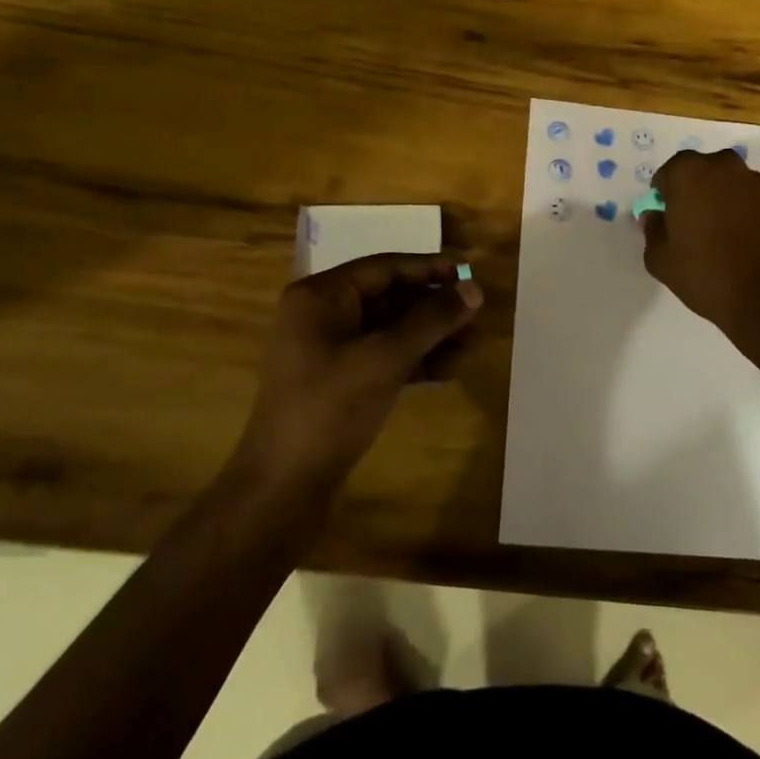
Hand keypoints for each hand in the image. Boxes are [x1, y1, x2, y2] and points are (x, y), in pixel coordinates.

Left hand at [239, 253, 482, 491]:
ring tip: (470, 346)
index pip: (384, 268)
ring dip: (430, 336)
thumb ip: (431, 320)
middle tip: (476, 317)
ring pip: (392, 330)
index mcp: (320, 297)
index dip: (430, 269)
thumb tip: (475, 290)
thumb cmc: (329, 409)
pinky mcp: (341, 382)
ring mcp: (331, 351)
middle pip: (390, 298)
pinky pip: (385, 357)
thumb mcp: (385, 359)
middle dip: (434, 308)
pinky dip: (416, 360)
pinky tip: (448, 369)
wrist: (283, 490)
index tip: (470, 275)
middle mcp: (323, 316)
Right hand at [643, 149, 759, 329]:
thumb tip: (653, 216)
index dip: (664, 195)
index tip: (666, 219)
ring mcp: (754, 182)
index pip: (668, 173)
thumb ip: (652, 230)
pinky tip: (739, 240)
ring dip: (719, 200)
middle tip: (689, 224)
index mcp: (689, 172)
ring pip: (727, 184)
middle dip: (692, 191)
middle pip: (700, 172)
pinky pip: (748, 199)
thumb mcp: (662, 260)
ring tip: (716, 234)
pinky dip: (741, 212)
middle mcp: (723, 166)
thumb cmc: (706, 273)